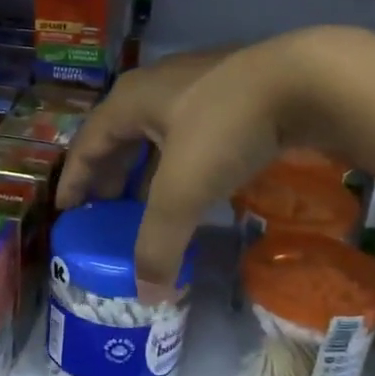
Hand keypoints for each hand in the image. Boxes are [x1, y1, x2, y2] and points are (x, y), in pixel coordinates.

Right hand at [55, 30, 339, 293]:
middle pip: (118, 137)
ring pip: (156, 134)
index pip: (87, 145)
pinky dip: (178, 162)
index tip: (66, 211)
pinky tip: (192, 183)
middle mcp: (156, 87)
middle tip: (104, 212)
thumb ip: (158, 245)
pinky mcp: (233, 92)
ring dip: (144, 169)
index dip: (74, 180)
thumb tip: (148, 295)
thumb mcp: (182, 193)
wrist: (308, 81)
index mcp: (129, 102)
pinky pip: (188, 133)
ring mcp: (197, 85)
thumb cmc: (226, 129)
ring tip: (143, 203)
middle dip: (108, 176)